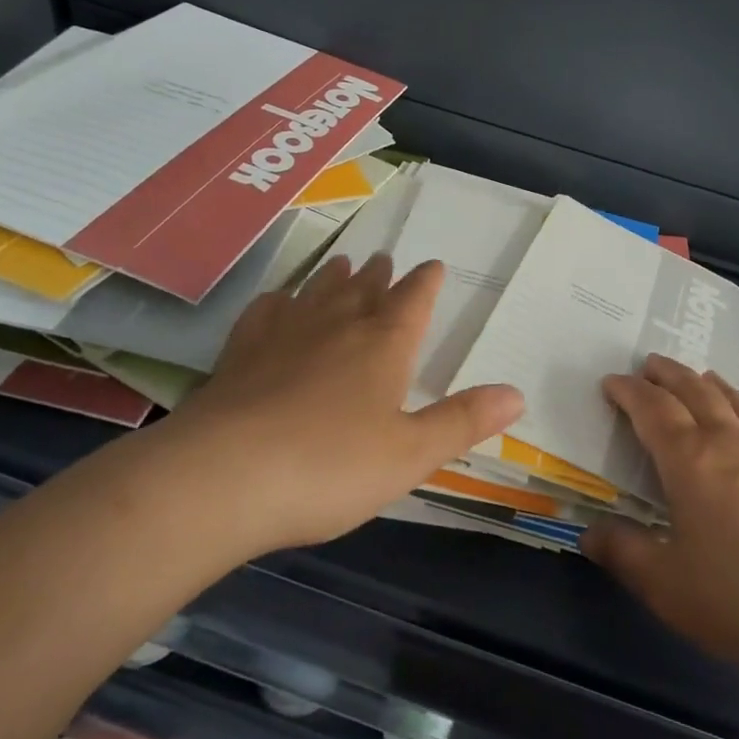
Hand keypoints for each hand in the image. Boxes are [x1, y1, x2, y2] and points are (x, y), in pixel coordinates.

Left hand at [158, 254, 523, 557]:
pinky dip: (279, 301)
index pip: (412, 301)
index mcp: (383, 346)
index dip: (426, 283)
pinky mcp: (239, 356)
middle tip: (384, 259)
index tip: (433, 265)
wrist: (220, 479)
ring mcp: (283, 337)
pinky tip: (278, 301)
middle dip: (379, 275)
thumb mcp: (410, 454)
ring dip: (334, 277)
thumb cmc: (329, 466)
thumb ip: (463, 421)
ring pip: (317, 293)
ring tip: (343, 262)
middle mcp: (336, 327)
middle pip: (363, 289)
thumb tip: (518, 393)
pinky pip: (265, 314)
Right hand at [583, 355, 738, 681]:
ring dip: (703, 382)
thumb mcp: (665, 585)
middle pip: (693, 391)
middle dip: (666, 374)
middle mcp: (727, 443)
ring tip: (693, 375)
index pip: (653, 409)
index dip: (628, 391)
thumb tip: (589, 532)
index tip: (610, 382)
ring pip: (729, 400)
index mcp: (690, 461)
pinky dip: (737, 403)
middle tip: (647, 365)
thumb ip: (623, 553)